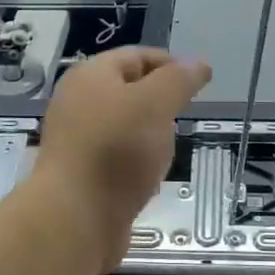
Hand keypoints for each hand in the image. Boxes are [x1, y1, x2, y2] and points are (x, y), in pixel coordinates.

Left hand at [34, 47, 212, 267]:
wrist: (74, 219)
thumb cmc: (116, 150)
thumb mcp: (155, 104)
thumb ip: (178, 80)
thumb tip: (198, 64)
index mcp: (90, 76)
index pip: (136, 56)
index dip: (170, 64)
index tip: (199, 84)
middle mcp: (78, 103)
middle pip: (129, 91)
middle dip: (160, 102)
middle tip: (184, 117)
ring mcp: (78, 140)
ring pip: (125, 126)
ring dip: (150, 136)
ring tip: (168, 151)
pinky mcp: (82, 174)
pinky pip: (117, 158)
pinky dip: (137, 163)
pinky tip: (150, 179)